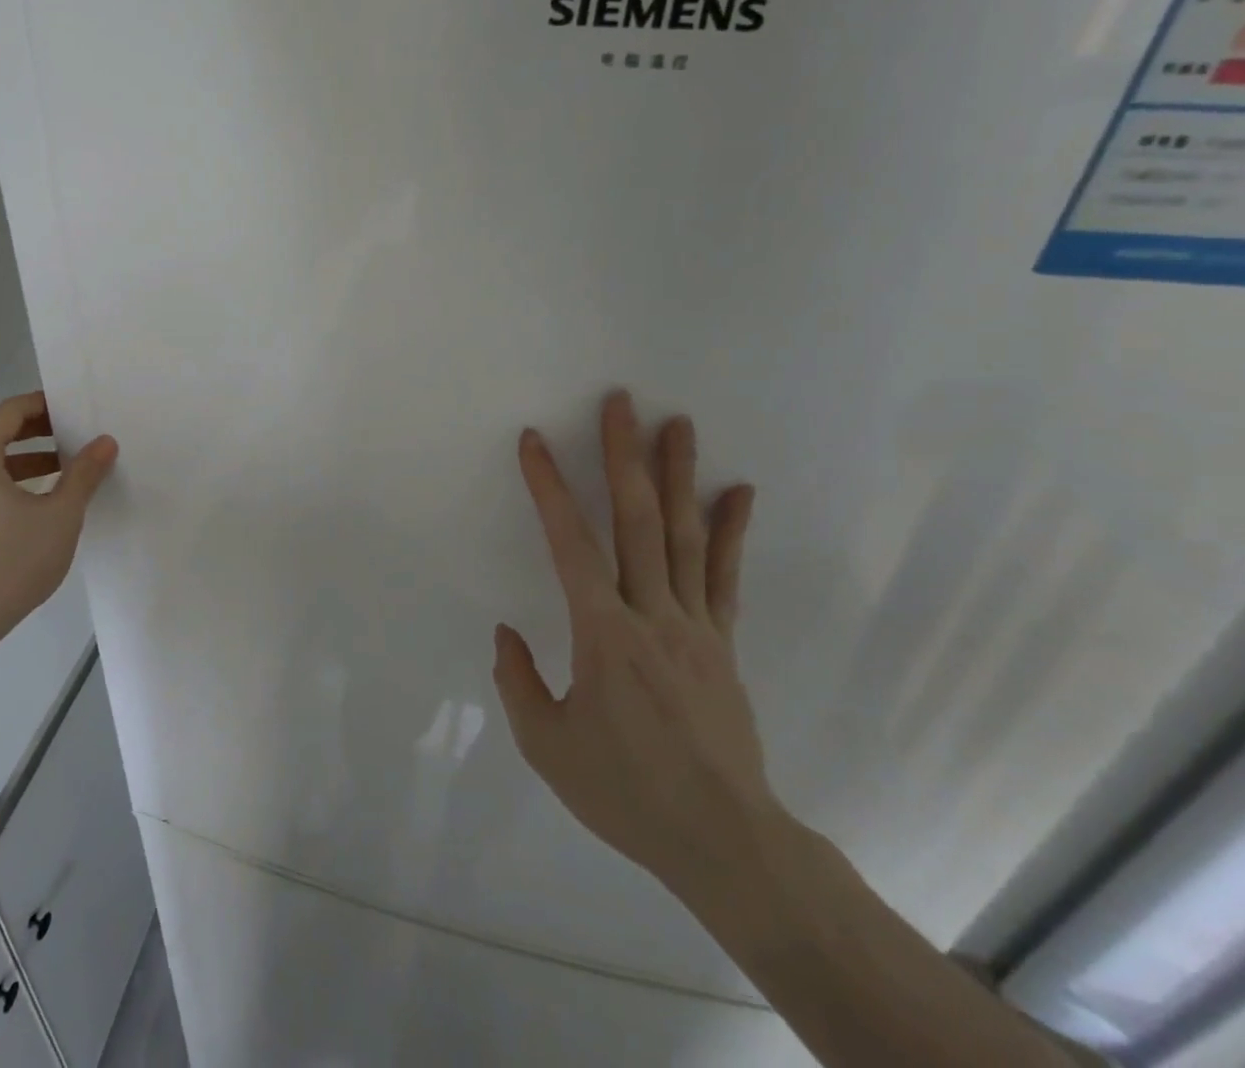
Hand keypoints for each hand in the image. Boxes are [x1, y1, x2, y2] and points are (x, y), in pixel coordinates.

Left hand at [0, 392, 118, 642]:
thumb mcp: (60, 515)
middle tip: (73, 435)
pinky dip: (6, 481)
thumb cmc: (10, 562)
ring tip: (61, 469)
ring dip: (24, 459)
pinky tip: (34, 503)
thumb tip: (105, 442)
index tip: (73, 408)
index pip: (9, 411)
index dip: (43, 405)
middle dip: (37, 431)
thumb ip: (84, 474)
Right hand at [493, 390, 781, 894]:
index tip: (535, 440)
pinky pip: (724, 578)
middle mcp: (652, 615)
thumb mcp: (547, 746)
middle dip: (624, 457)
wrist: (725, 843)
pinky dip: (730, 531)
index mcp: (603, 635)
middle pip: (637, 522)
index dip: (549, 488)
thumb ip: (518, 682)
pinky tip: (737, 492)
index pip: (570, 545)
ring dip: (678, 475)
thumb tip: (507, 634)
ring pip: (684, 537)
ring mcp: (695, 626)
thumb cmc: (626, 792)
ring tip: (677, 424)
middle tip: (621, 402)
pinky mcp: (722, 643)